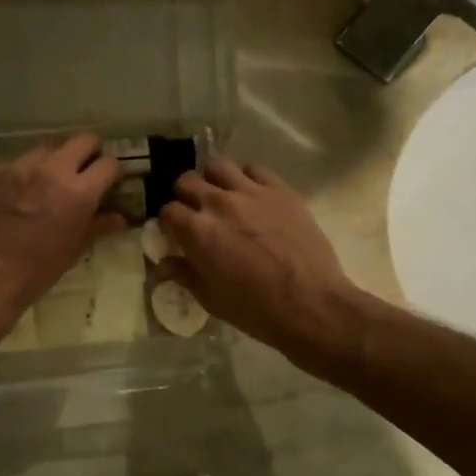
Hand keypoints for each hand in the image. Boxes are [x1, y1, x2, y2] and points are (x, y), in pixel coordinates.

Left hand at [0, 133, 125, 323]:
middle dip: (90, 152)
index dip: (113, 170)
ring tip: (50, 181)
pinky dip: (25, 173)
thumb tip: (120, 217)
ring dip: (56, 159)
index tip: (111, 180)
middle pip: (83, 139)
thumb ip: (99, 226)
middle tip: (86, 172)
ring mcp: (19, 166)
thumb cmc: (36, 271)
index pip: (109, 163)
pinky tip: (18, 195)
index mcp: (78, 191)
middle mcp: (52, 169)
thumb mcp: (74, 250)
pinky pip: (17, 163)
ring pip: (48, 147)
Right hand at [159, 157, 365, 367]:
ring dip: (213, 179)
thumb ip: (184, 275)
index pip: (168, 211)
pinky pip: (255, 170)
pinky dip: (247, 178)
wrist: (311, 304)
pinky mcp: (280, 189)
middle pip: (187, 181)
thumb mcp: (211, 299)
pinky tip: (252, 196)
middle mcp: (219, 203)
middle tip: (196, 212)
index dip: (169, 222)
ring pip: (218, 166)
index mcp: (197, 232)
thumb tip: (164, 264)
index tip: (176, 232)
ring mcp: (251, 192)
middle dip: (186, 195)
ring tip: (221, 195)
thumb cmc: (256, 310)